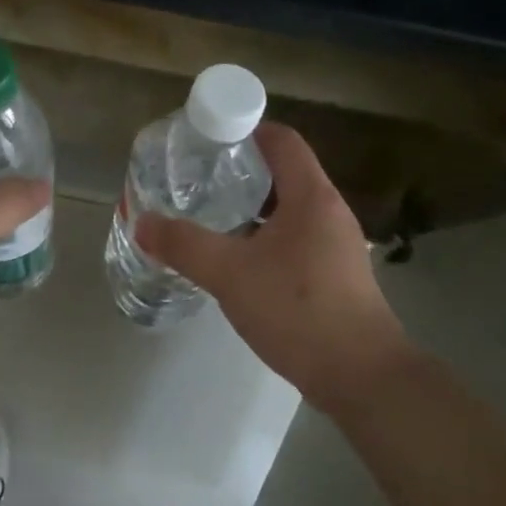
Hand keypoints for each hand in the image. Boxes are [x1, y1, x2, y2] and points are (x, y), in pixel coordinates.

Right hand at [135, 123, 410, 415]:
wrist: (362, 376)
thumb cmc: (298, 311)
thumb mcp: (231, 274)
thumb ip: (184, 245)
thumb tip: (143, 223)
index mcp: (311, 196)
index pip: (281, 140)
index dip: (245, 129)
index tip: (206, 139)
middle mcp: (329, 211)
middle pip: (283, 172)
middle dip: (240, 170)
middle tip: (197, 177)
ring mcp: (335, 244)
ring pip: (287, 208)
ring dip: (251, 206)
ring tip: (209, 213)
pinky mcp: (334, 273)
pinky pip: (294, 236)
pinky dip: (263, 234)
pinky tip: (236, 257)